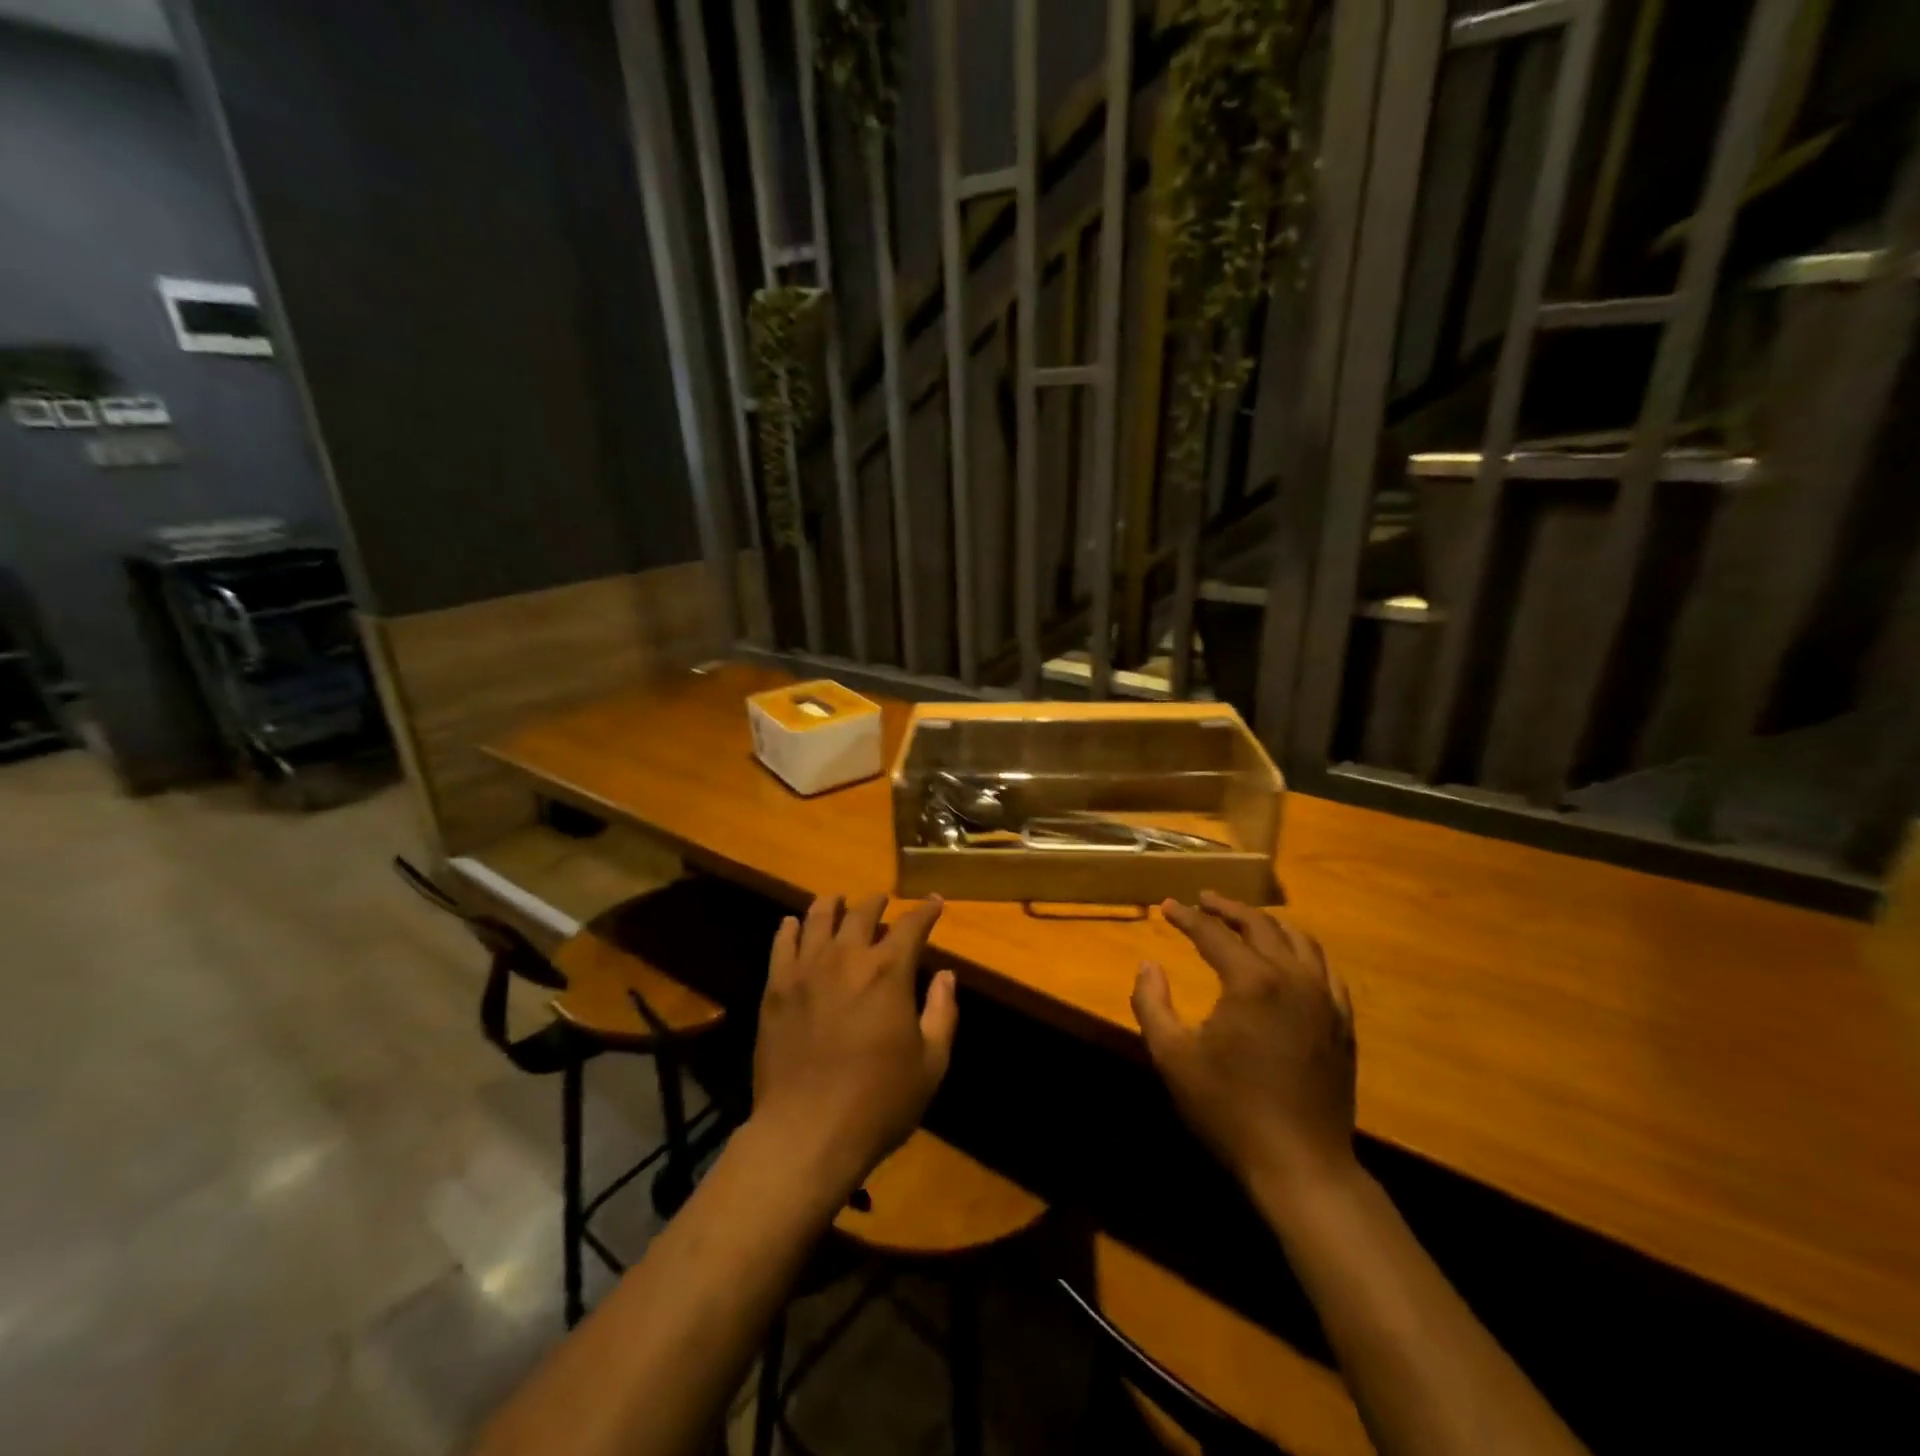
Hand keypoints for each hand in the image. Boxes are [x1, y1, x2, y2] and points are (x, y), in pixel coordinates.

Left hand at [751, 893, 956, 1192]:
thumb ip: (942, 1013)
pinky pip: (782, 943)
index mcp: (888, 972)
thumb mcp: (930, 1063)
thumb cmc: (878, 1102)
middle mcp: (847, 958)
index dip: (925, 911)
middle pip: (862, 913)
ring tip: (838, 900)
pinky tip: (794, 923)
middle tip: (882, 901)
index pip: (911, 926)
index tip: (934, 902)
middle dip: (877, 902)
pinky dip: (790, 927)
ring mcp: (806, 970)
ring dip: (833, 904)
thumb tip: (946, 975)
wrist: (806, 1132)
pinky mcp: (776, 988)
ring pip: (818, 918)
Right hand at [1132, 890, 1357, 1199]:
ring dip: (1268, 924)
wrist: (1301, 1165)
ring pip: (1300, 940)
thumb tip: (1148, 964)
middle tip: (1204, 900)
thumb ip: (1151, 1003)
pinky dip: (1302, 952)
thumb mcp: (1172, 1056)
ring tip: (1245, 920)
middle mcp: (1293, 978)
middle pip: (1261, 925)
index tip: (1167, 906)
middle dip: (1228, 908)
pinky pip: (1325, 970)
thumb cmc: (1229, 1109)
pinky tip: (1291, 959)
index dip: (1187, 916)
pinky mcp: (1342, 1023)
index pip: (1213, 933)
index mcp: (1252, 981)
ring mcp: (1325, 1000)